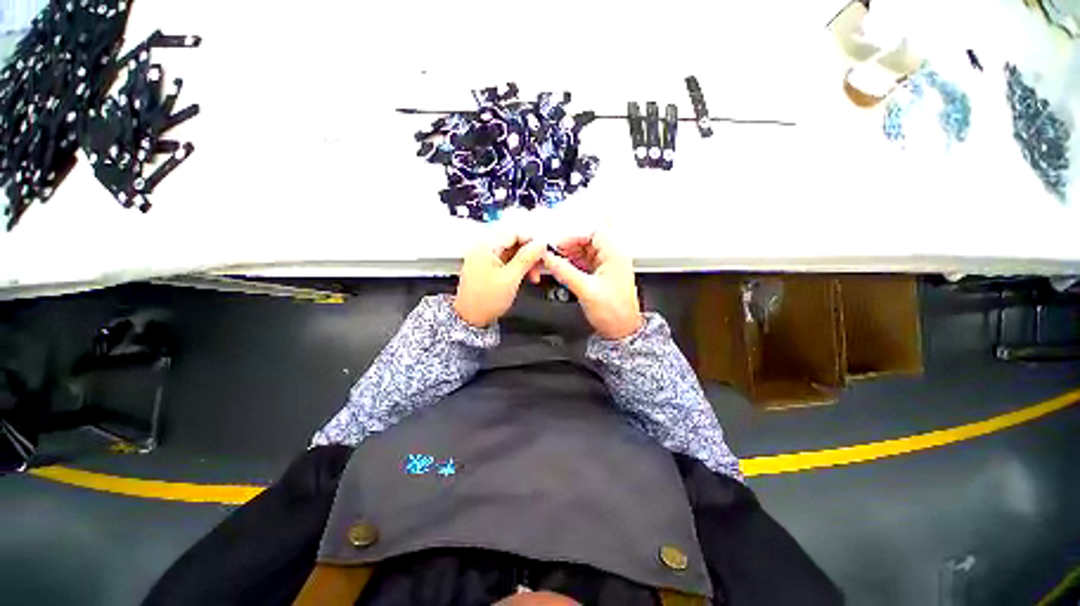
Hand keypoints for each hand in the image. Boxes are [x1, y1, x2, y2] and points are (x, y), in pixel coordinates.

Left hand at [454, 233, 545, 327]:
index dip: (531, 240)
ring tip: (533, 276)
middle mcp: (484, 249)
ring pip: (512, 252)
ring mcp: (486, 259)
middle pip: (514, 242)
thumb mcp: (511, 278)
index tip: (543, 251)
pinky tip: (525, 276)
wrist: (471, 319)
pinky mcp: (488, 268)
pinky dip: (518, 268)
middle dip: (529, 254)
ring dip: (526, 262)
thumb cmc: (485, 301)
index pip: (514, 232)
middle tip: (540, 265)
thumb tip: (540, 244)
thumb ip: (527, 258)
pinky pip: (507, 261)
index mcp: (486, 247)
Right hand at [542, 231, 643, 339]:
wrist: (621, 332)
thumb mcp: (585, 290)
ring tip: (555, 263)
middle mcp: (612, 257)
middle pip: (587, 241)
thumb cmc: (614, 313)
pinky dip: (573, 264)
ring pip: (585, 252)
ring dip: (570, 256)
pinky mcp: (601, 276)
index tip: (557, 245)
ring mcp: (607, 267)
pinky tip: (563, 269)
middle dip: (569, 246)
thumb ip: (565, 272)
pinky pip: (585, 263)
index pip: (593, 233)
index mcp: (614, 255)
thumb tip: (549, 259)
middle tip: (553, 255)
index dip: (573, 236)